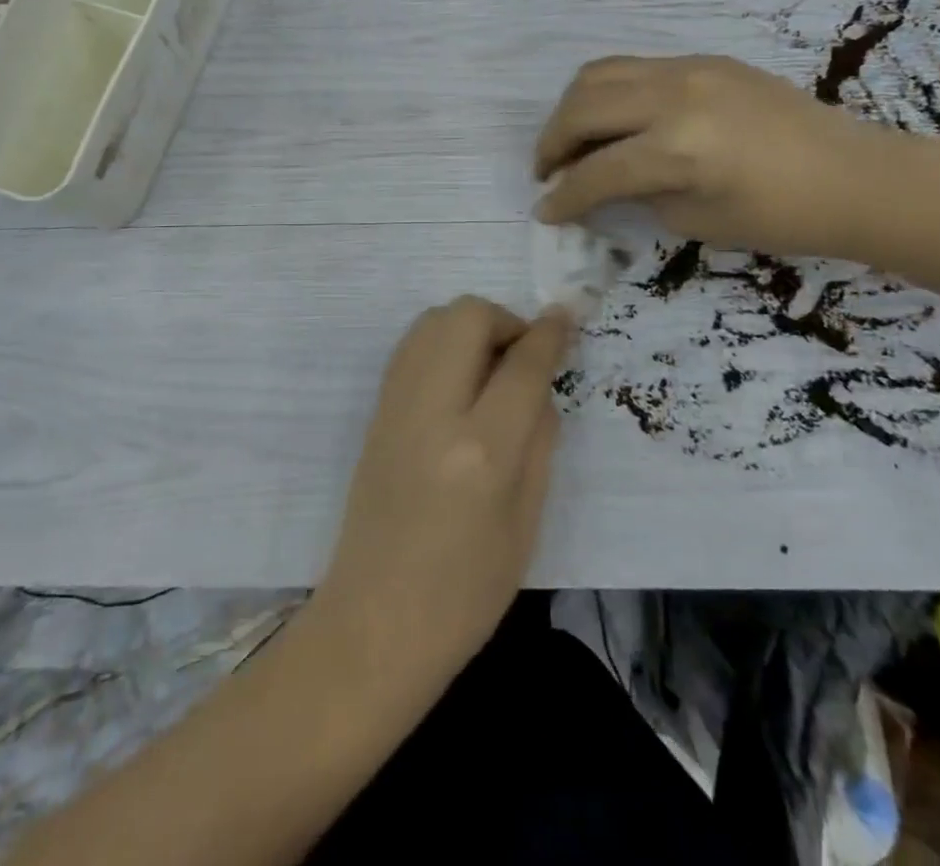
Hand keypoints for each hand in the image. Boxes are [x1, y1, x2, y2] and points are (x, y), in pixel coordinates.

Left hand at [314, 298, 569, 688]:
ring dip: (470, 326)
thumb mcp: (527, 522)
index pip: (522, 364)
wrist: (374, 622)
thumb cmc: (466, 592)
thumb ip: (539, 440)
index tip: (565, 317)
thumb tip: (539, 384)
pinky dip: (442, 342)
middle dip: (504, 320)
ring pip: (434, 320)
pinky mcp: (375, 410)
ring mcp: (396, 405)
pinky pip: (412, 346)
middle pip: (468, 317)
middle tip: (522, 355)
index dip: (549, 334)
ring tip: (491, 367)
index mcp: (482, 450)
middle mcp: (434, 411)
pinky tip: (458, 380)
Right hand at [533, 55, 907, 258]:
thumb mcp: (694, 219)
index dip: (563, 197)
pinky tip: (617, 120)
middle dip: (552, 143)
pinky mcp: (704, 60)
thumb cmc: (782, 217)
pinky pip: (634, 68)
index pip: (596, 171)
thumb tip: (599, 181)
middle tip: (549, 171)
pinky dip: (608, 93)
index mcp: (677, 149)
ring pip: (599, 74)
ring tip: (573, 139)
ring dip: (573, 109)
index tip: (544, 212)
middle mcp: (674, 97)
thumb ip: (637, 194)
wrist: (855, 176)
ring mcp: (689, 69)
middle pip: (582, 108)